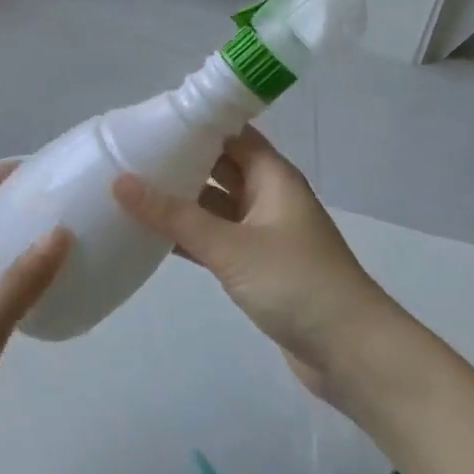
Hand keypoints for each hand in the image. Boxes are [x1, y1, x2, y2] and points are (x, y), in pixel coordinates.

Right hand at [114, 128, 396, 396]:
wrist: (352, 354)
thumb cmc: (296, 283)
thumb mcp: (231, 246)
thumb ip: (175, 216)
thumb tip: (121, 181)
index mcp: (271, 175)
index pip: (229, 132)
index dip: (194, 122)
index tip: (148, 119)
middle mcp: (267, 195)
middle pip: (218, 165)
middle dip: (179, 160)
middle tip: (127, 153)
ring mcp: (262, 232)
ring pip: (214, 204)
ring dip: (180, 200)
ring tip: (129, 189)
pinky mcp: (256, 266)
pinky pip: (215, 239)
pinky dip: (188, 236)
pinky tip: (150, 236)